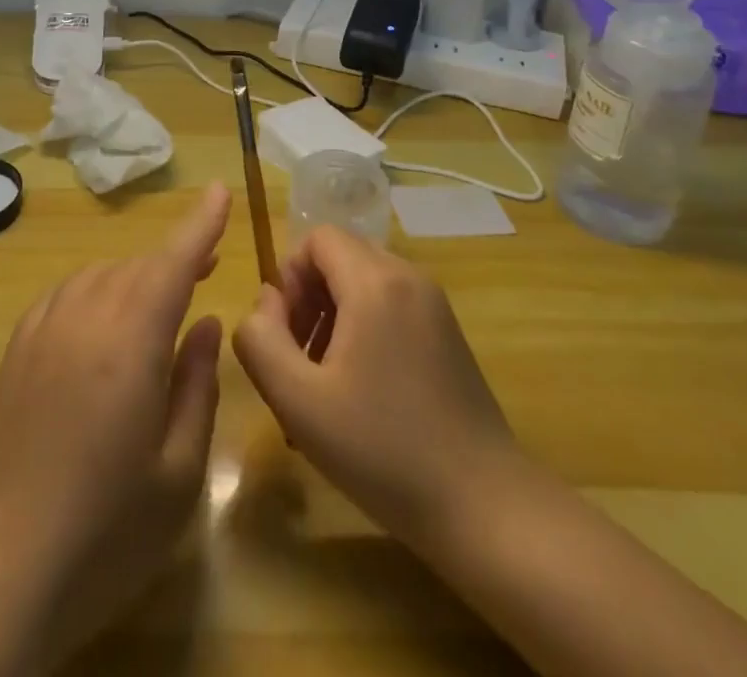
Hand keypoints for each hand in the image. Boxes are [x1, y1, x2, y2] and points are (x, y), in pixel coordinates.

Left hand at [0, 180, 230, 664]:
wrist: (5, 564)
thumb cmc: (108, 527)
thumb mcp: (179, 470)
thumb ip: (196, 385)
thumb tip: (205, 324)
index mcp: (131, 343)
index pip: (172, 263)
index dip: (199, 224)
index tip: (218, 190)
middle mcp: (86, 319)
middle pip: (138, 267)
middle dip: (175, 259)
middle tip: (206, 269)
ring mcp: (44, 330)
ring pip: (100, 274)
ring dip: (135, 276)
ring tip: (158, 298)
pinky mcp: (16, 350)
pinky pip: (64, 294)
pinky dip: (93, 290)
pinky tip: (101, 317)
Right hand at [231, 226, 515, 551]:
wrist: (485, 507)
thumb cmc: (384, 450)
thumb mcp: (298, 401)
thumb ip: (261, 340)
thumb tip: (265, 304)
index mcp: (375, 281)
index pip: (317, 238)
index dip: (289, 276)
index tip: (286, 333)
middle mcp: (408, 277)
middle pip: (340, 258)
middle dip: (308, 299)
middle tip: (301, 362)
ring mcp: (434, 305)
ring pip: (364, 284)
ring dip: (333, 318)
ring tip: (326, 385)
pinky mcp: (447, 334)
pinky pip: (390, 307)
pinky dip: (364, 331)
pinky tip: (362, 393)